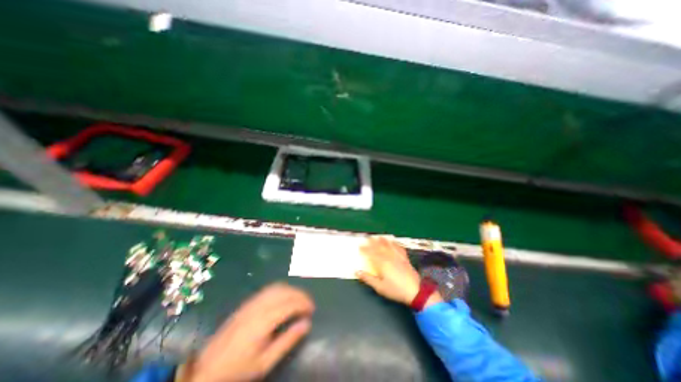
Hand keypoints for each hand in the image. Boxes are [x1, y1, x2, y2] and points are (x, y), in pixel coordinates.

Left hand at [183, 281, 316, 380]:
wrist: (207, 367)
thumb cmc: (238, 368)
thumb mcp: (265, 362)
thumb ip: (287, 341)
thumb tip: (306, 324)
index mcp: (264, 321)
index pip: (290, 304)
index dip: (304, 304)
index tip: (312, 310)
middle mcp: (259, 306)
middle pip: (285, 292)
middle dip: (300, 295)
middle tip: (309, 304)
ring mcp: (252, 302)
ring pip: (278, 287)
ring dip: (292, 290)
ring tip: (300, 299)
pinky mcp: (248, 302)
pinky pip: (269, 288)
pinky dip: (282, 289)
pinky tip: (285, 296)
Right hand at [357, 235, 441, 306]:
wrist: (415, 291)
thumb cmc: (395, 290)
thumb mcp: (380, 287)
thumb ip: (368, 278)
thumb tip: (357, 272)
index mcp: (382, 263)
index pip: (371, 253)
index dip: (365, 249)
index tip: (360, 246)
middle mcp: (389, 257)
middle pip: (379, 247)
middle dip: (372, 242)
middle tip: (367, 238)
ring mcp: (398, 256)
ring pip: (389, 245)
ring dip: (382, 240)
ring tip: (378, 237)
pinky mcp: (405, 258)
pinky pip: (399, 248)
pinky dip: (395, 243)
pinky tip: (393, 242)